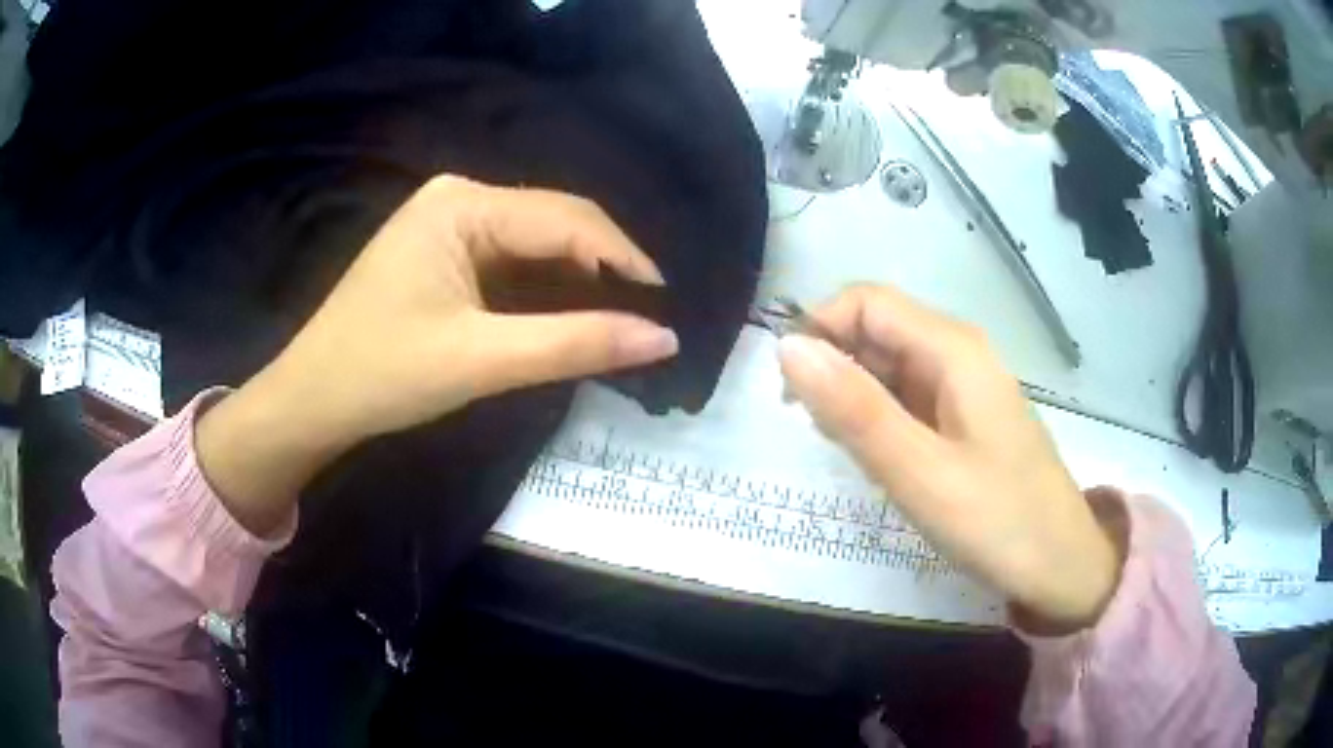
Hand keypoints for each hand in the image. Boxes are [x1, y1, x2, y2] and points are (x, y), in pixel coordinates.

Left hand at [196, 176, 678, 534]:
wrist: (311, 401)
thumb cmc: (383, 374)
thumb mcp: (481, 360)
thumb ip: (575, 344)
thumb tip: (664, 338)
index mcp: (463, 204)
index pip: (566, 219)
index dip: (624, 259)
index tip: (667, 307)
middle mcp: (459, 198)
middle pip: (554, 224)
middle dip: (605, 266)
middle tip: (651, 316)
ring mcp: (449, 223)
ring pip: (536, 243)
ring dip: (580, 278)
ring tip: (625, 316)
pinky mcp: (445, 252)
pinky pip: (512, 261)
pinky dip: (547, 287)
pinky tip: (573, 311)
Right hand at [777, 285, 1120, 631]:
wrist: (1061, 565)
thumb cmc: (998, 521)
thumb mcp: (920, 473)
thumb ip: (855, 410)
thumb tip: (788, 347)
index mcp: (953, 349)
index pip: (866, 302)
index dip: (819, 331)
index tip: (791, 396)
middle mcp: (958, 353)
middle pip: (877, 330)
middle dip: (835, 370)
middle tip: (825, 439)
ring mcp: (964, 386)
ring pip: (889, 366)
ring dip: (855, 400)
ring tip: (855, 457)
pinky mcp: (964, 417)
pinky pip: (907, 398)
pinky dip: (880, 420)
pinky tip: (882, 462)